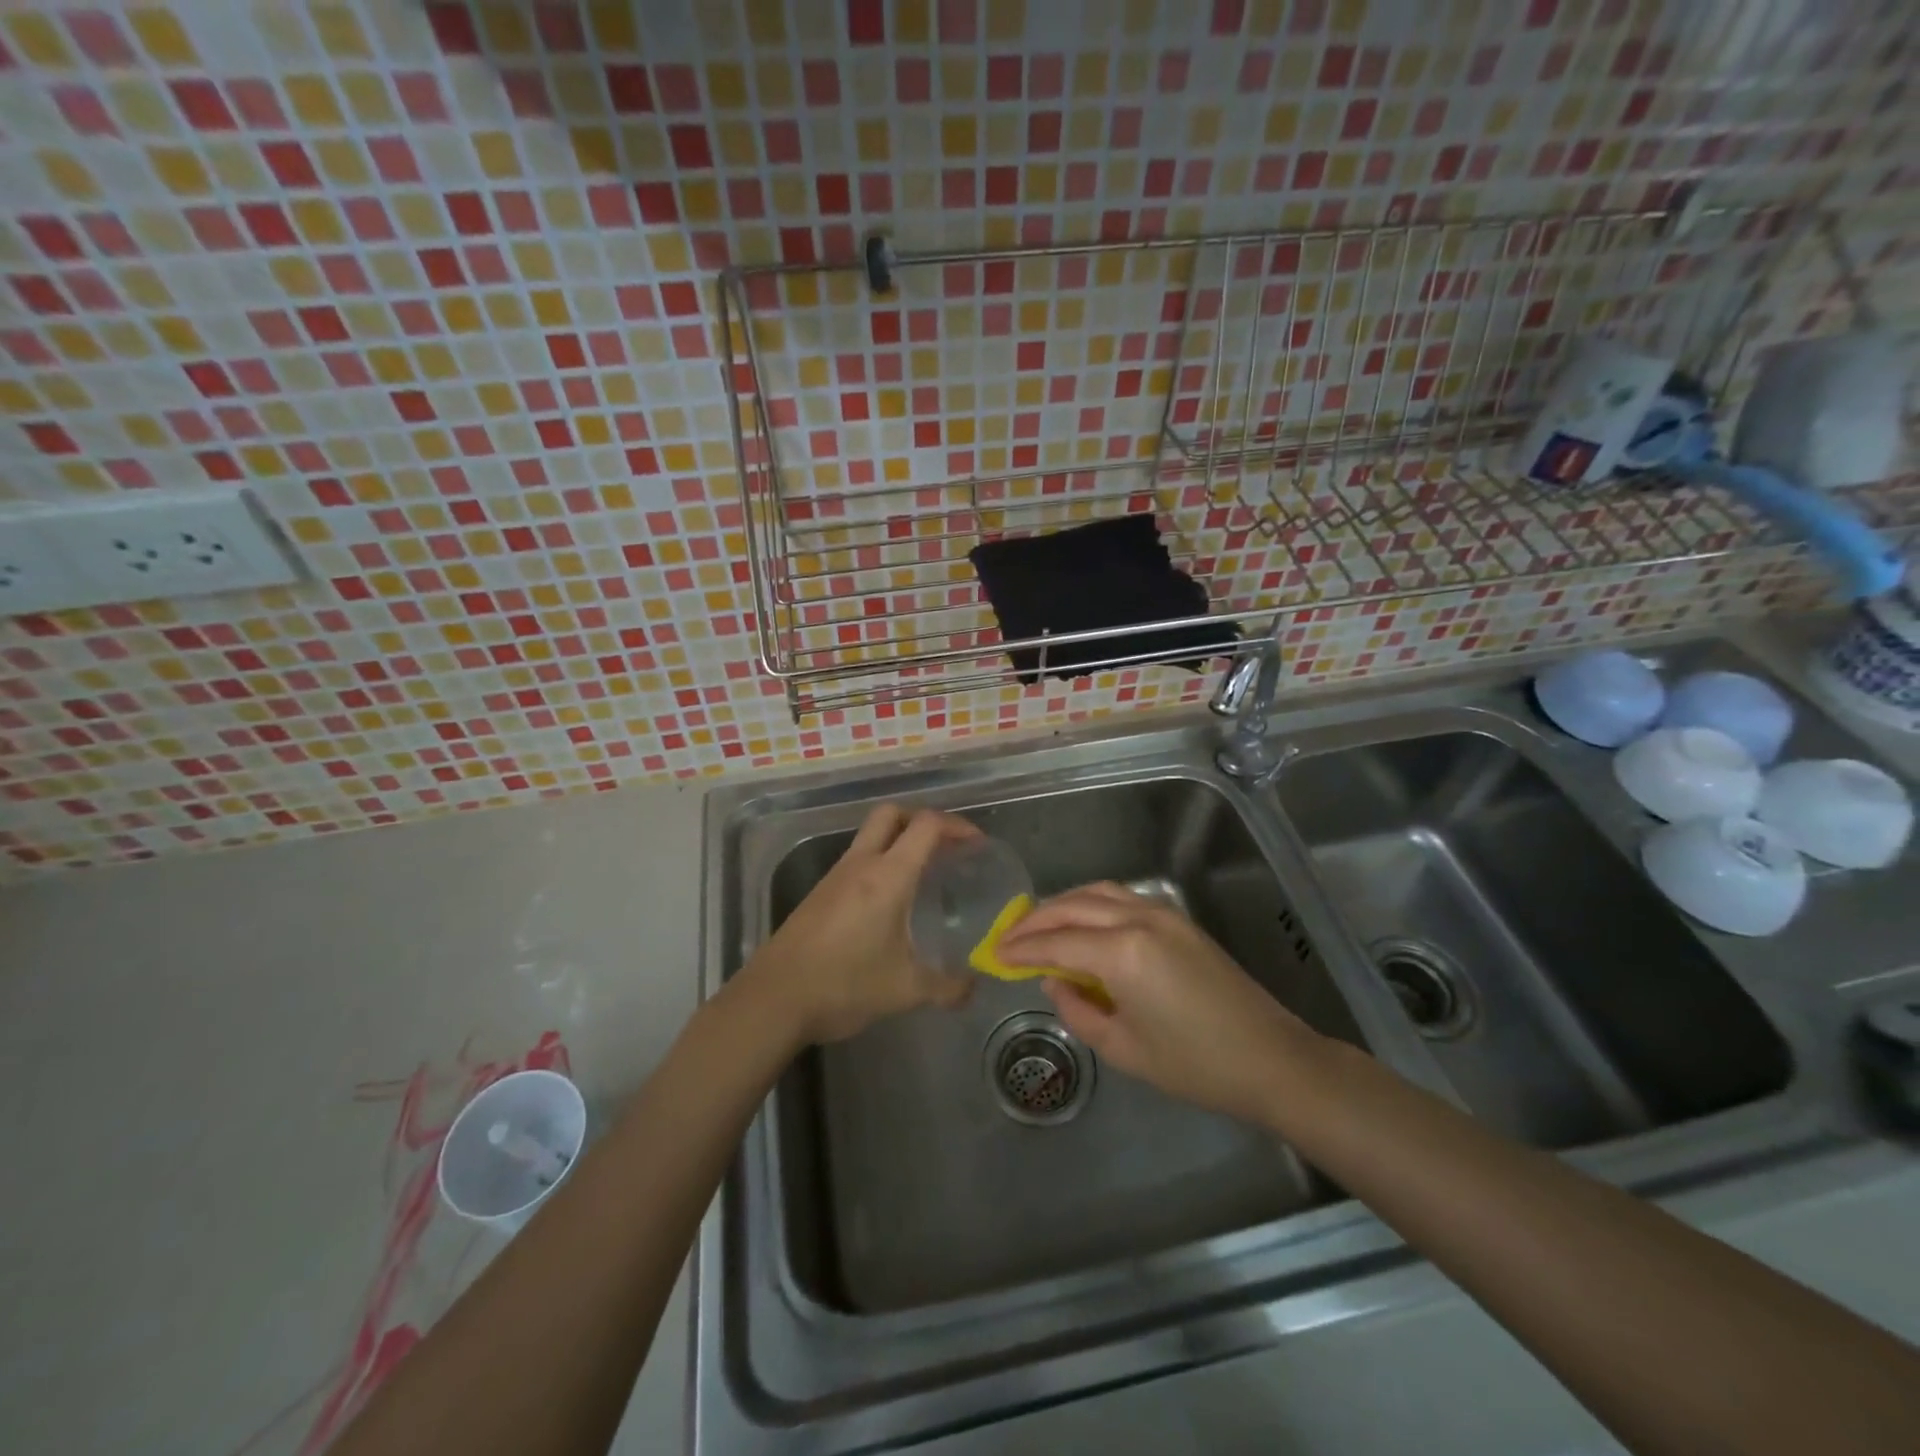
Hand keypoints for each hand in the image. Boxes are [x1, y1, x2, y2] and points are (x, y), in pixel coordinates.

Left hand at [739, 804, 975, 1044]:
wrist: (774, 999)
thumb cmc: (844, 985)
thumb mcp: (905, 990)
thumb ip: (946, 988)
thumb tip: (973, 989)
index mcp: (888, 876)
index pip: (926, 826)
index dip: (956, 826)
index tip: (976, 843)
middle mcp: (861, 864)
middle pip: (891, 814)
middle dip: (922, 820)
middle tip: (945, 847)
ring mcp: (835, 876)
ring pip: (870, 836)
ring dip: (898, 841)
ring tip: (922, 874)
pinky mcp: (819, 893)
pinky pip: (856, 860)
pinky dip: (879, 863)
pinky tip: (887, 902)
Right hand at [995, 882, 1321, 1125]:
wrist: (1271, 1059)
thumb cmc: (1195, 1066)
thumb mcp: (1124, 1049)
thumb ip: (1077, 1010)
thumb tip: (1053, 980)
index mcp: (1122, 952)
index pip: (1056, 941)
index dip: (1022, 948)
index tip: (994, 953)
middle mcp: (1139, 918)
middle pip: (1072, 906)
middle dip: (1034, 920)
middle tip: (1007, 937)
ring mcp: (1162, 912)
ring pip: (1096, 892)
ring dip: (1062, 905)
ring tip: (1038, 927)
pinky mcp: (1178, 918)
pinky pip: (1121, 898)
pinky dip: (1090, 904)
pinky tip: (1080, 925)